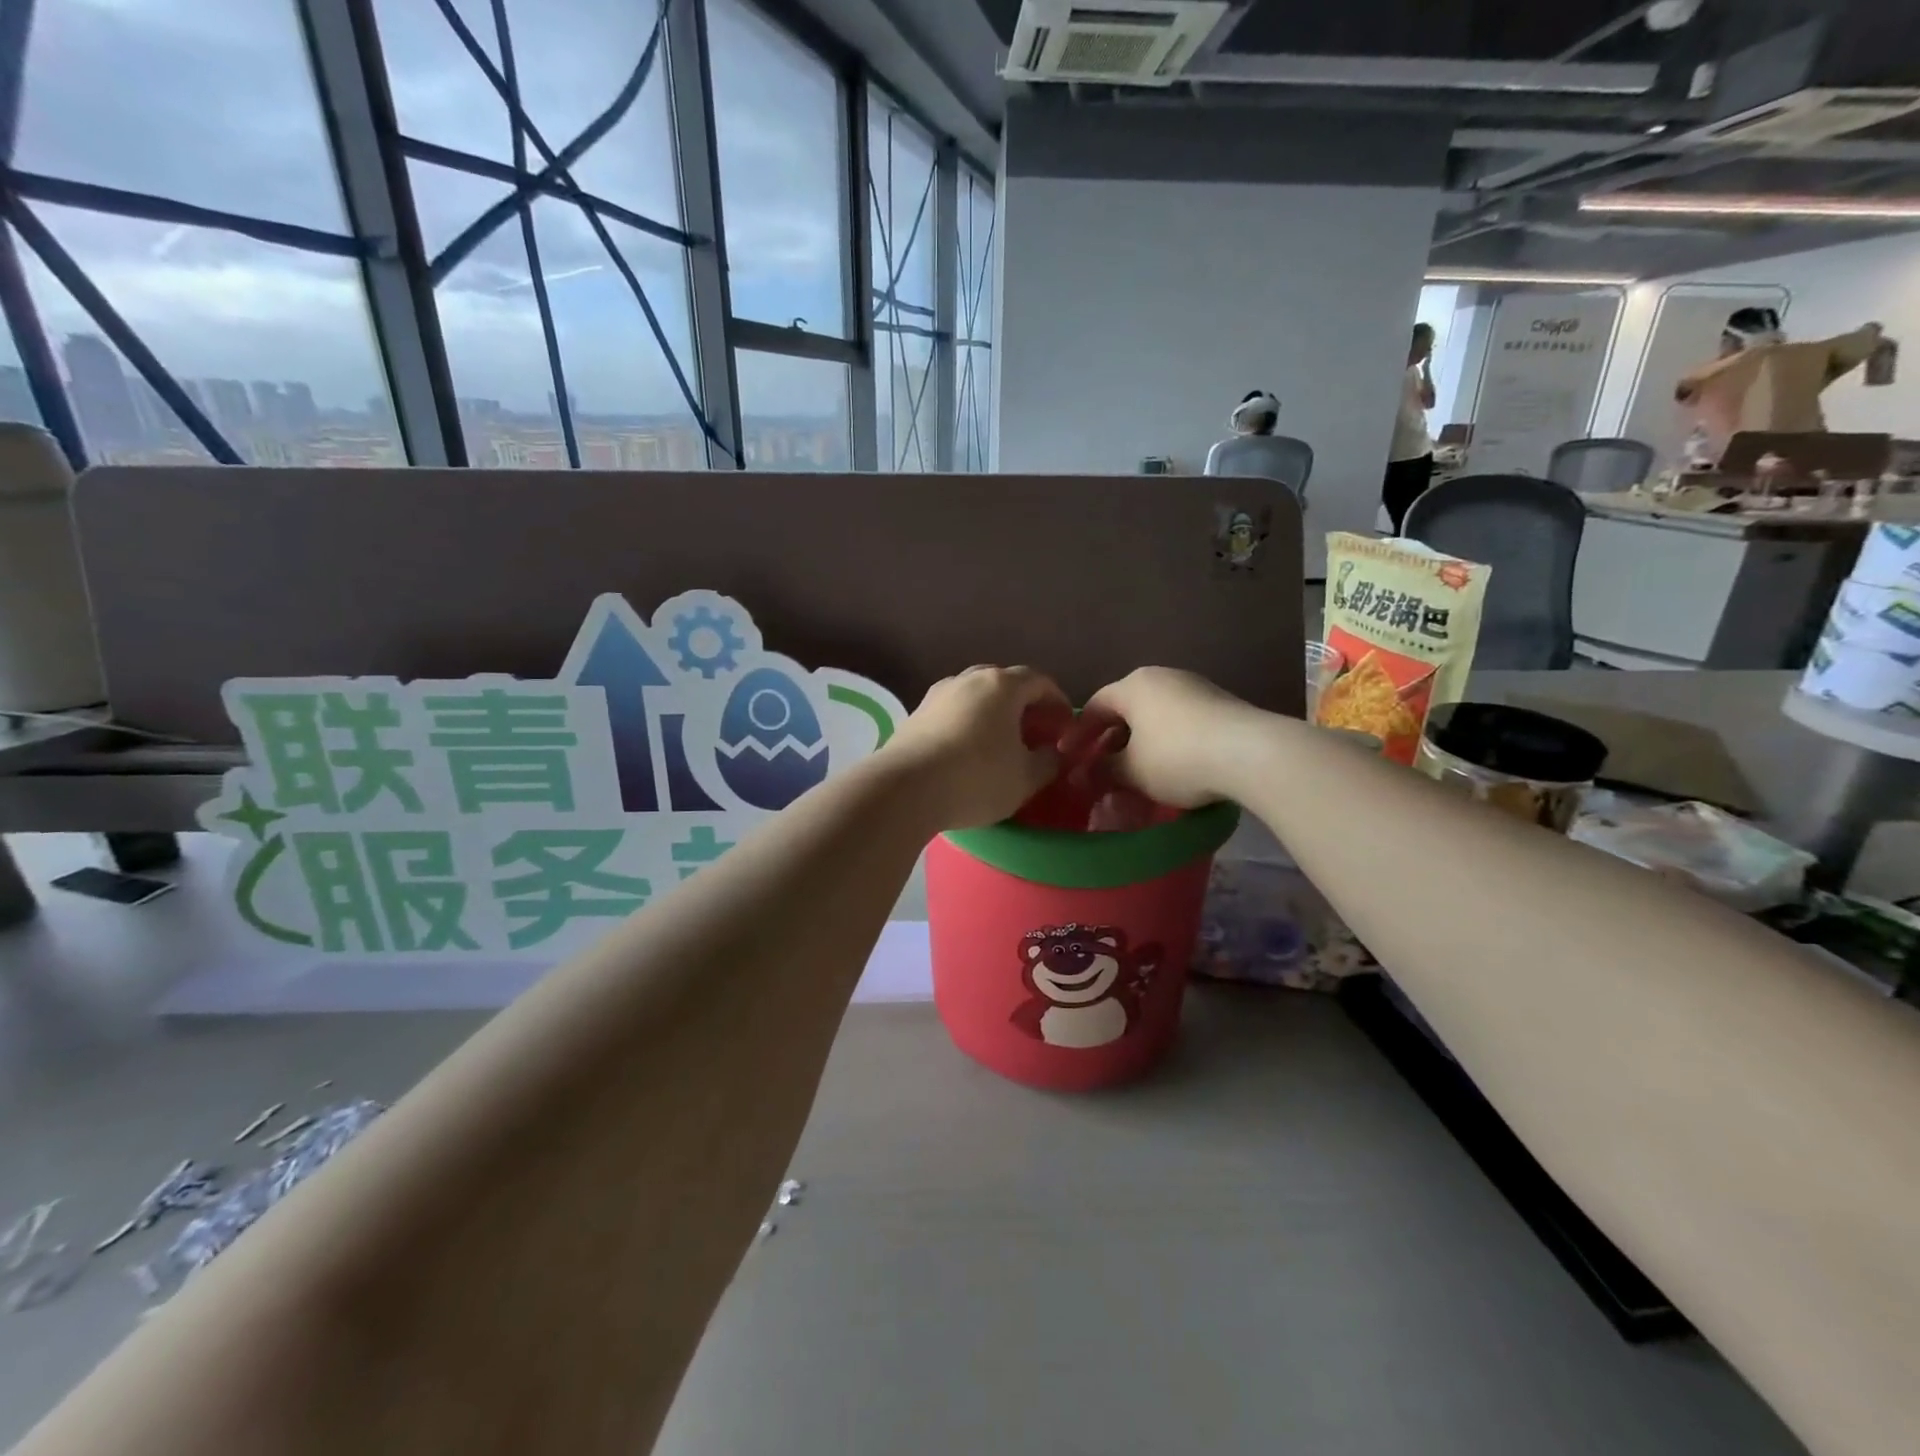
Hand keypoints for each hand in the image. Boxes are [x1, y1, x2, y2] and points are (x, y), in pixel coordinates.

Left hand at [883, 666, 1079, 829]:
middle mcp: (968, 679)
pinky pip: (952, 712)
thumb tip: (1054, 752)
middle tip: (1035, 732)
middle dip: (1024, 705)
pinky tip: (968, 751)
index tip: (1065, 727)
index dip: (1058, 702)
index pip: (1040, 681)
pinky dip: (968, 724)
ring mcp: (937, 694)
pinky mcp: (915, 714)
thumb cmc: (977, 778)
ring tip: (1001, 743)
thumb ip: (1049, 761)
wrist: (905, 788)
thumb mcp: (1026, 778)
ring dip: (993, 713)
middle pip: (1005, 683)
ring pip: (975, 696)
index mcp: (1002, 685)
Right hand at [1085, 668, 1261, 808]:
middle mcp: (1162, 678)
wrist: (1251, 753)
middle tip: (1102, 769)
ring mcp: (1195, 688)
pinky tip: (1172, 769)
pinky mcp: (1221, 705)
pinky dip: (1168, 744)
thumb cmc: (1177, 757)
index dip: (1079, 733)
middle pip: (1127, 709)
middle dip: (1111, 741)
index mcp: (1133, 686)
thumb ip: (1103, 772)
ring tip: (1137, 773)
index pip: (1095, 705)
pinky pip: (1182, 723)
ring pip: (1155, 717)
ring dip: (1141, 744)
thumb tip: (1080, 777)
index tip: (1069, 758)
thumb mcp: (1132, 772)